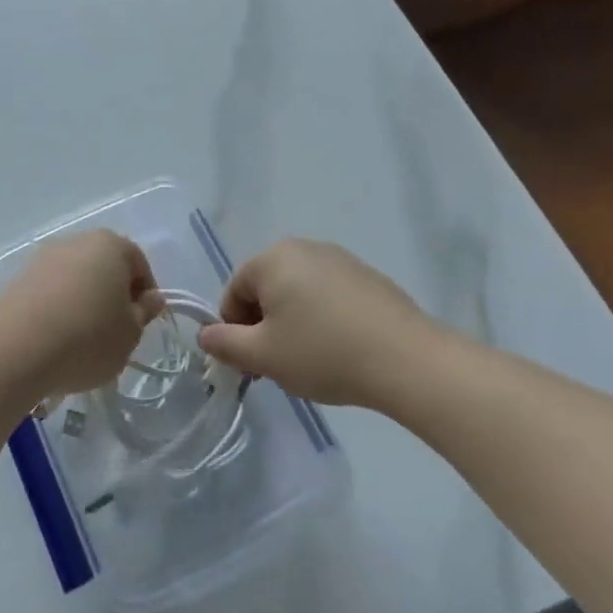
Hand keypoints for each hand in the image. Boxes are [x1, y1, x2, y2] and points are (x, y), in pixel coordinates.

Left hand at [0, 231, 163, 400]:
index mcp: (110, 244)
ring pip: (76, 279)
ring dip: (84, 302)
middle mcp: (75, 241)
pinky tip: (57, 340)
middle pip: (105, 266)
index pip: (138, 262)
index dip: (146, 293)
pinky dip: (59, 309)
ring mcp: (43, 258)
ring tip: (84, 340)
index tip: (142, 323)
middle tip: (117, 331)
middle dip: (113, 294)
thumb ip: (144, 312)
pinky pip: (50, 292)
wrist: (16, 350)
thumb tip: (150, 298)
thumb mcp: (130, 333)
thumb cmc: (88, 338)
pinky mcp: (18, 279)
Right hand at [198, 239, 447, 406]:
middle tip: (277, 365)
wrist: (406, 360)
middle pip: (266, 289)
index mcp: (273, 258)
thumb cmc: (323, 353)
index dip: (234, 331)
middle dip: (264, 326)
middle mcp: (304, 248)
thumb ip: (225, 343)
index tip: (251, 364)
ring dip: (293, 323)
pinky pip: (329, 296)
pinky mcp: (368, 277)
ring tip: (311, 361)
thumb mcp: (263, 356)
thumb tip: (206, 335)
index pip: (234, 292)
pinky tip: (340, 350)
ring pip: (298, 293)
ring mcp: (340, 259)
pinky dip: (323, 319)